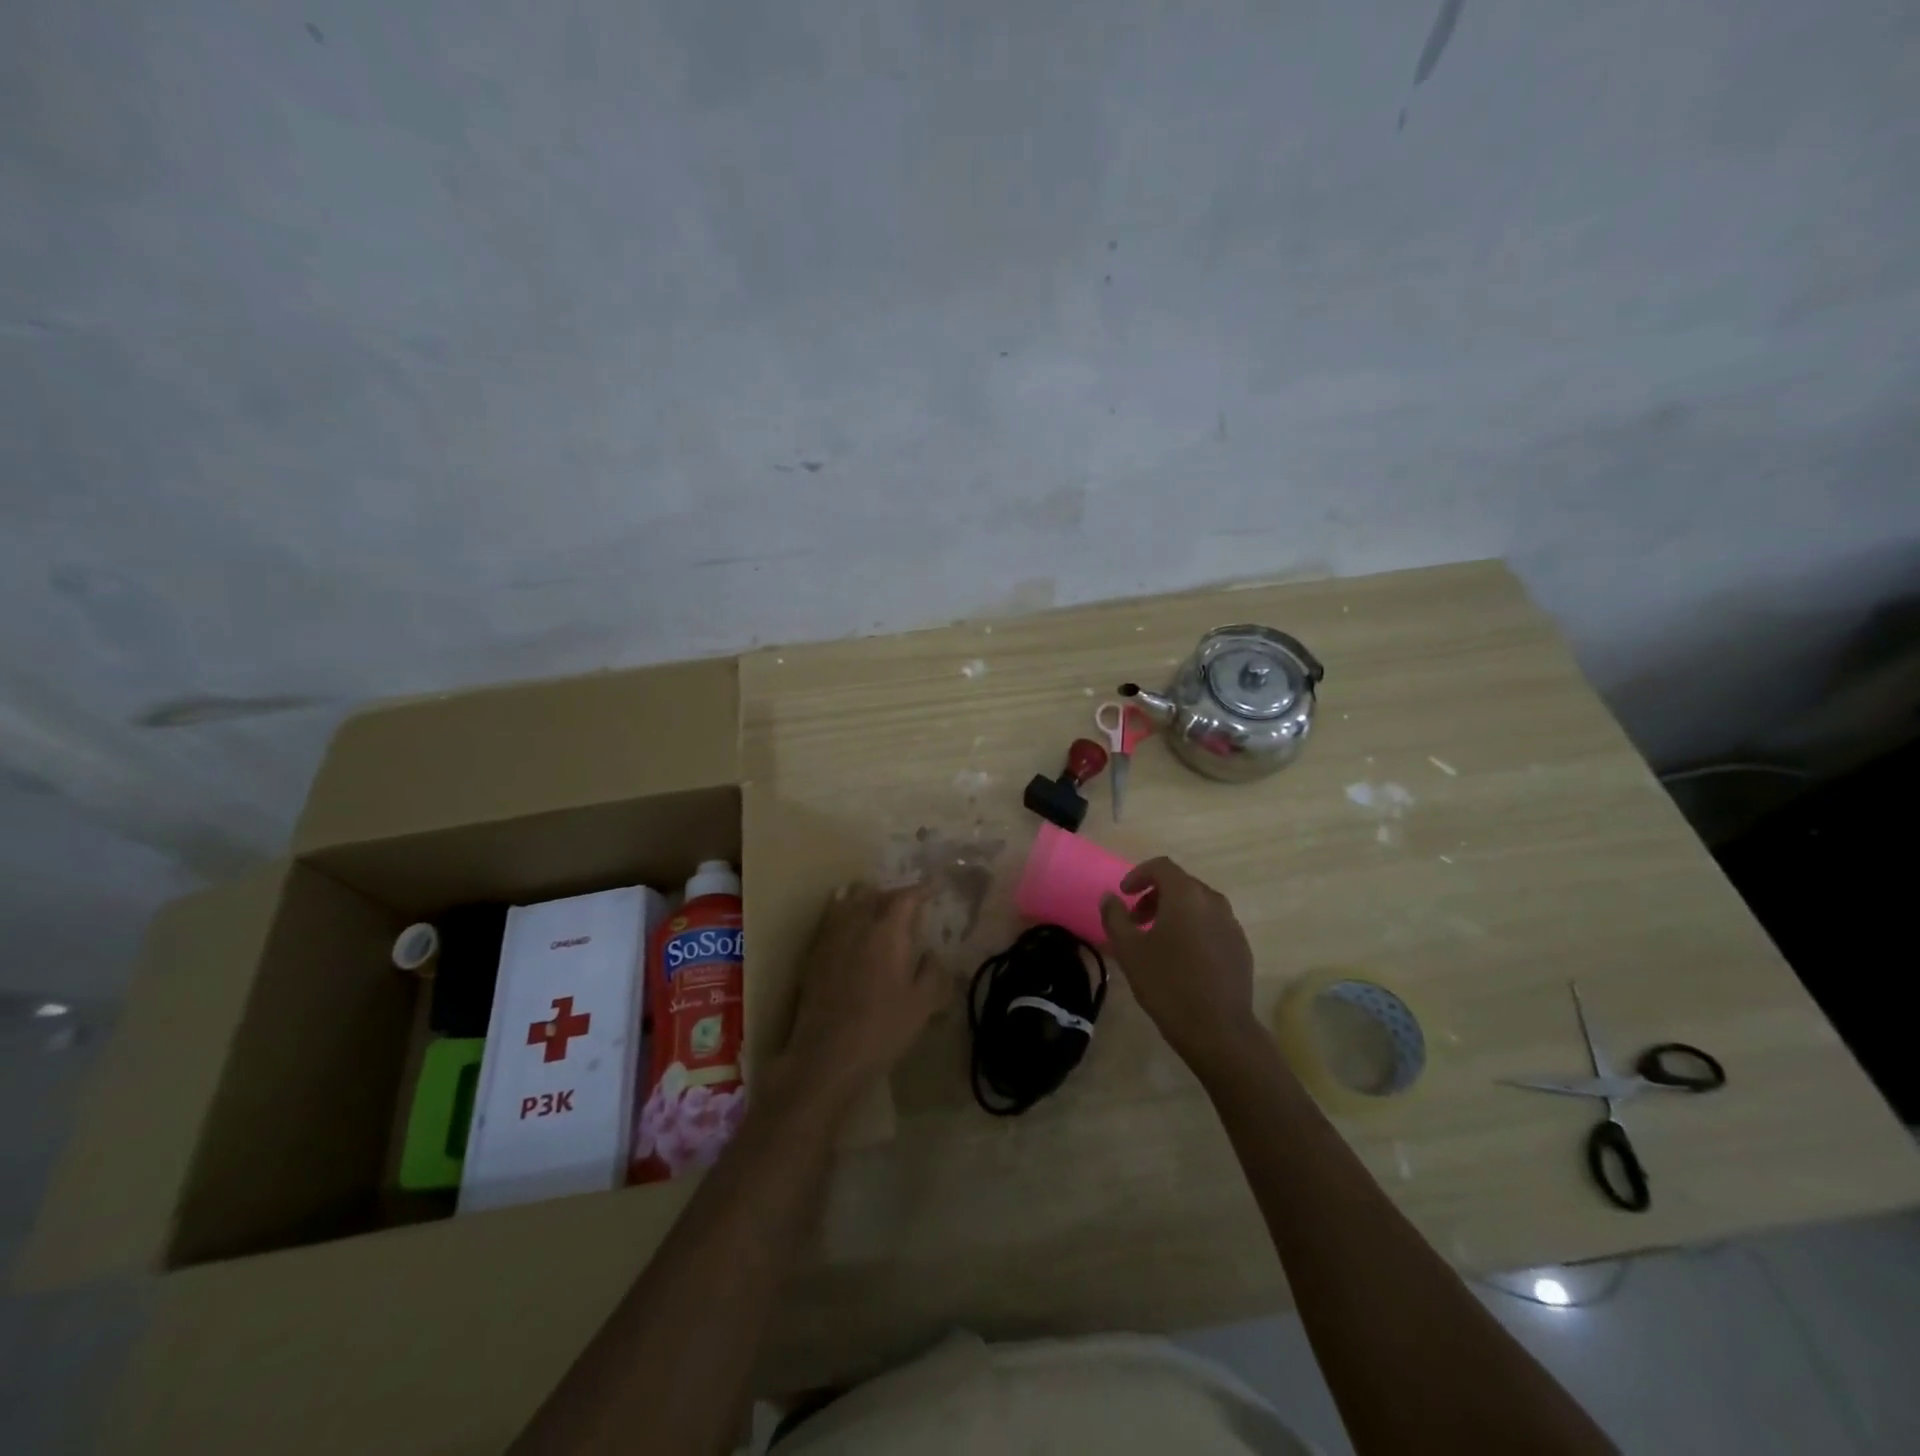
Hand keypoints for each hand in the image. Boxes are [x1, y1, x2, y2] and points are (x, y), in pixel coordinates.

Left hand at [779, 882, 947, 1111]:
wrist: (826, 1055)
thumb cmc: (882, 1029)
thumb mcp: (922, 1004)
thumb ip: (933, 972)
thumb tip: (932, 954)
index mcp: (888, 931)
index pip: (907, 896)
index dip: (923, 888)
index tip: (935, 885)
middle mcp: (857, 923)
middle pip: (875, 892)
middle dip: (894, 894)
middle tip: (909, 907)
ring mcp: (831, 936)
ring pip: (849, 899)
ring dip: (867, 900)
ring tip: (878, 913)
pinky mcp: (813, 952)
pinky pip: (831, 918)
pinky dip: (845, 913)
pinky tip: (852, 930)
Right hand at [1101, 858, 1259, 1073]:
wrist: (1218, 1029)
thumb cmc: (1167, 984)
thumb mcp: (1129, 950)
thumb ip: (1115, 916)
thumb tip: (1110, 897)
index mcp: (1186, 895)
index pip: (1162, 867)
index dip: (1139, 874)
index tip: (1124, 894)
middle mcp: (1213, 901)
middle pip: (1181, 884)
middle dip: (1155, 895)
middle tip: (1136, 919)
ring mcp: (1231, 924)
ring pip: (1198, 905)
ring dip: (1175, 912)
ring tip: (1157, 939)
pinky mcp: (1241, 947)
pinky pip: (1212, 924)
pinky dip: (1194, 928)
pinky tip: (1183, 958)